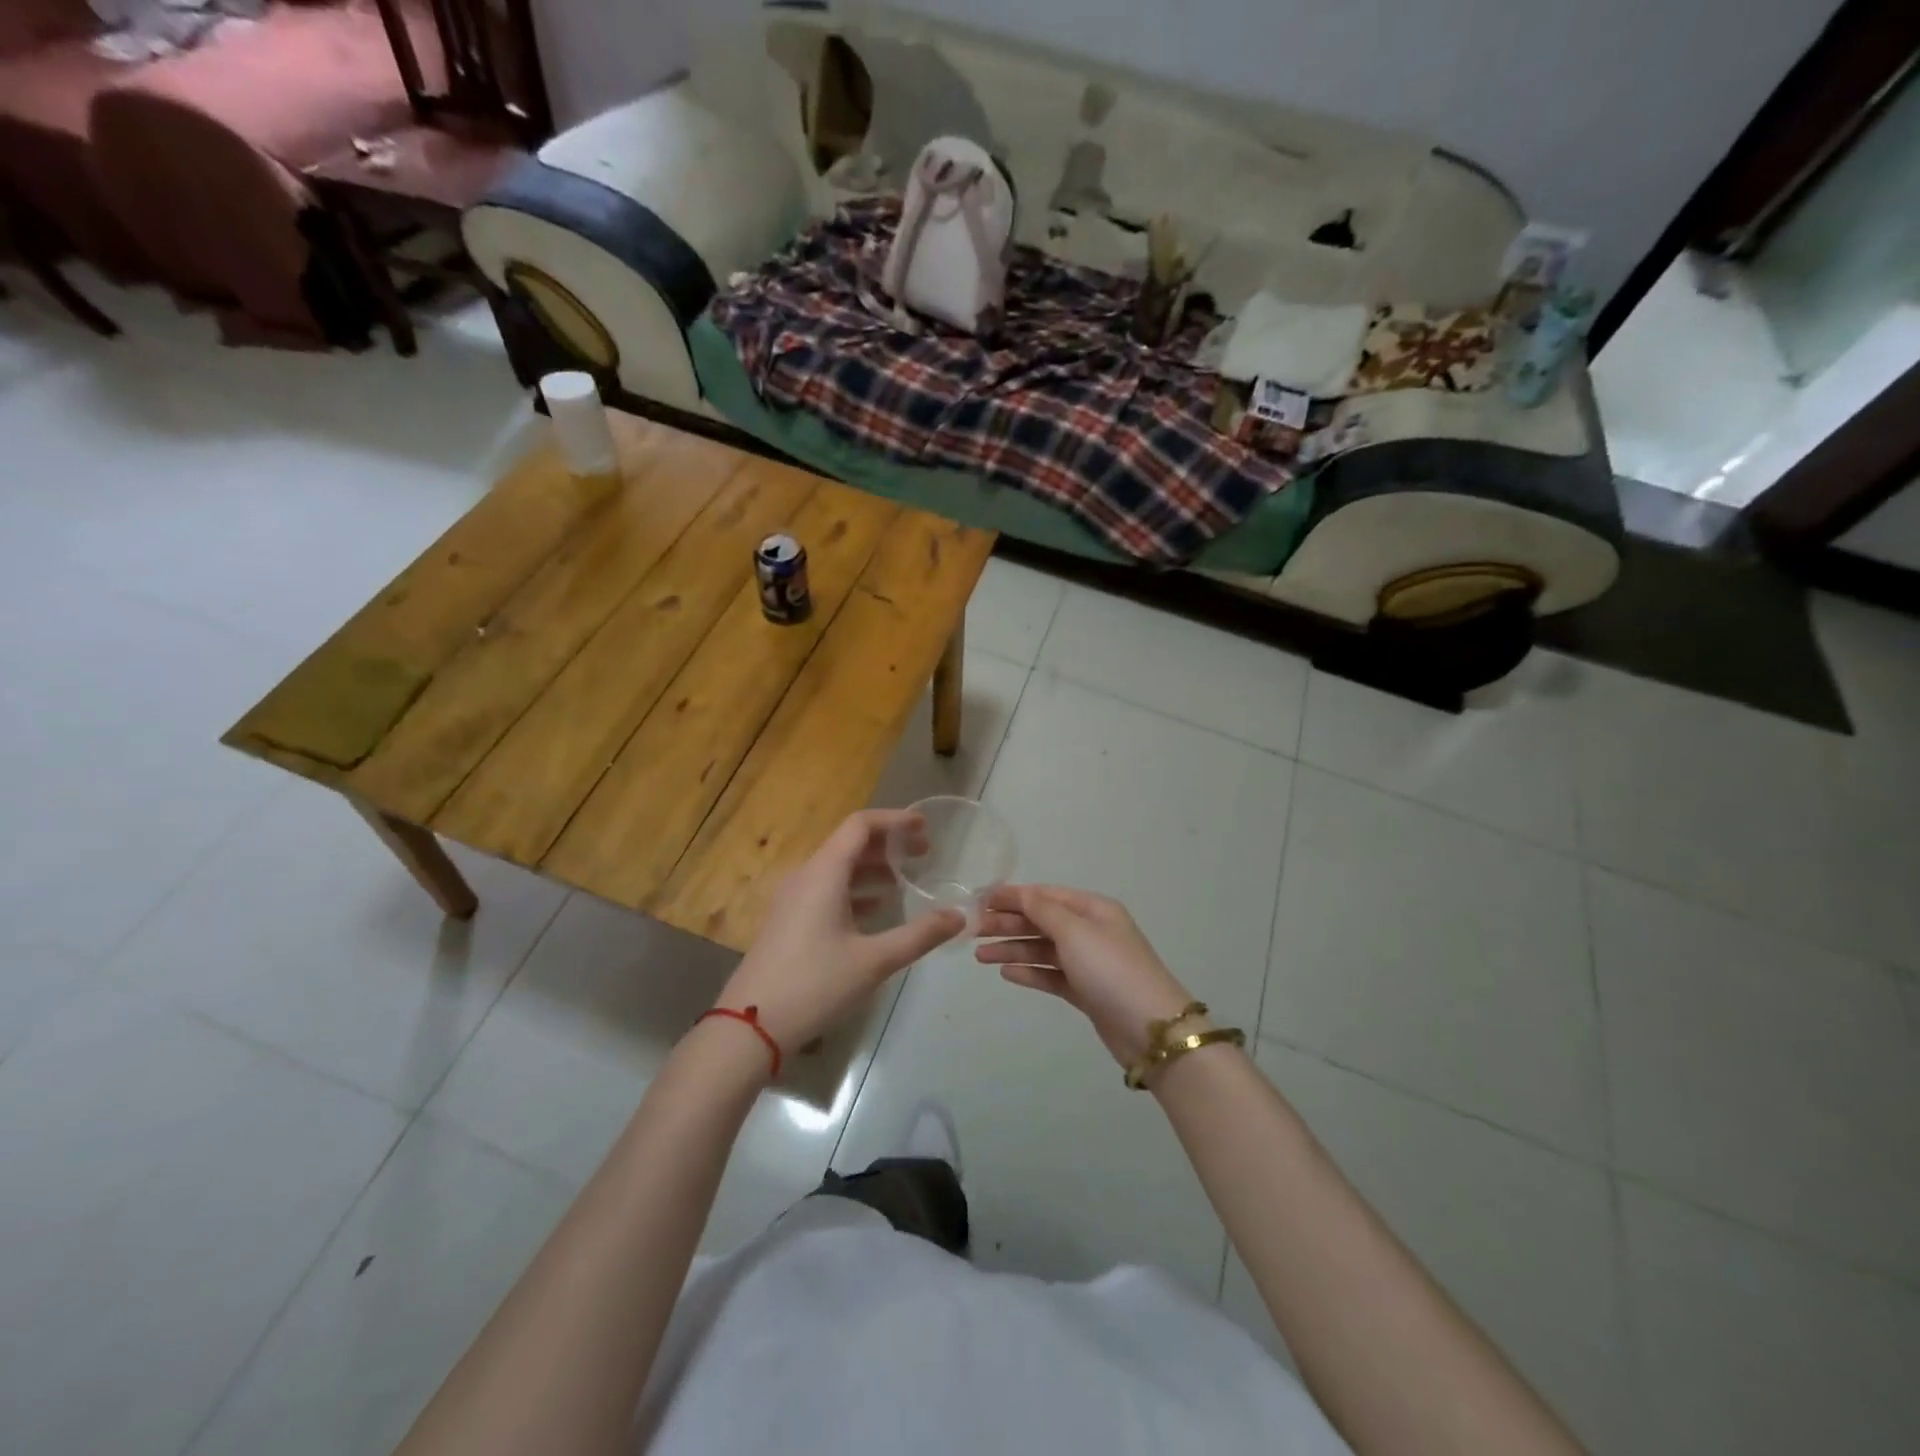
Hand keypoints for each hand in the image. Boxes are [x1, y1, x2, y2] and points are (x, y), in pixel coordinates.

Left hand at [715, 810, 964, 1060]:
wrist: (750, 1025)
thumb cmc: (815, 984)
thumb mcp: (874, 961)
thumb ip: (919, 935)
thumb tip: (959, 917)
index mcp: (823, 873)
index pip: (860, 825)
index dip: (894, 820)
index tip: (924, 827)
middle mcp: (805, 876)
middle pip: (849, 844)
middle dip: (888, 845)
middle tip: (923, 854)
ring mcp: (792, 899)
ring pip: (837, 869)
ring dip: (872, 868)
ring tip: (905, 880)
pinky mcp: (787, 921)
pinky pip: (825, 890)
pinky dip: (854, 890)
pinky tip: (876, 909)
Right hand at [974, 884, 1200, 1067]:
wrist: (1150, 1028)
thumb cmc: (1110, 969)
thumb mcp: (1074, 931)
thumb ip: (1043, 910)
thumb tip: (1020, 892)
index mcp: (1093, 909)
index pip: (1046, 895)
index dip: (1013, 896)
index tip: (980, 900)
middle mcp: (1091, 931)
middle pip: (1042, 922)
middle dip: (1008, 924)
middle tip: (973, 931)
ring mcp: (1089, 963)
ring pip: (1043, 949)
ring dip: (1012, 949)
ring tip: (980, 956)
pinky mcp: (1086, 991)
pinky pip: (1051, 975)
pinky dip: (1029, 972)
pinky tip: (1006, 972)